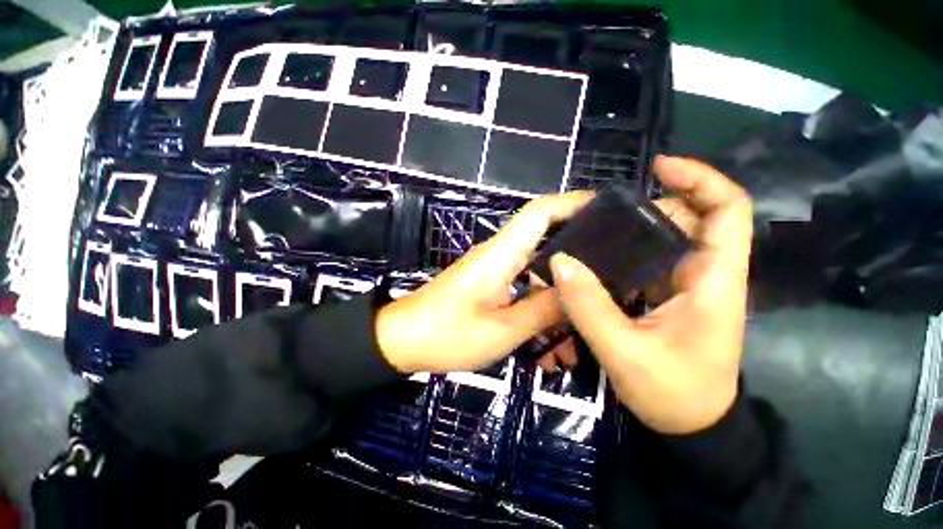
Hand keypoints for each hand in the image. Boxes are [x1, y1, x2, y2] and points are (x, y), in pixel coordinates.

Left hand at [376, 193, 592, 373]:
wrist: (402, 340)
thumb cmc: (445, 334)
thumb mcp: (501, 330)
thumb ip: (541, 310)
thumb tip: (574, 294)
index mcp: (501, 254)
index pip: (539, 212)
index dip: (571, 203)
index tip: (604, 207)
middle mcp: (499, 255)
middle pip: (544, 239)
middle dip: (576, 256)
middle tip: (609, 276)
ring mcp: (493, 271)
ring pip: (536, 274)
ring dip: (557, 300)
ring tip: (579, 334)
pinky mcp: (488, 286)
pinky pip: (522, 291)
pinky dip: (538, 312)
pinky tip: (550, 346)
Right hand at [550, 156, 752, 434]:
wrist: (690, 426)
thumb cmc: (672, 393)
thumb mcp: (624, 352)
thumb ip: (589, 306)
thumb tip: (561, 262)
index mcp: (712, 281)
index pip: (728, 211)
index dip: (700, 179)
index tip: (658, 166)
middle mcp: (703, 274)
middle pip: (689, 218)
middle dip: (650, 204)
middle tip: (603, 209)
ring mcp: (683, 285)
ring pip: (664, 240)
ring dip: (632, 228)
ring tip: (592, 228)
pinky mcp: (665, 296)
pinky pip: (646, 261)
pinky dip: (623, 251)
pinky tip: (595, 256)